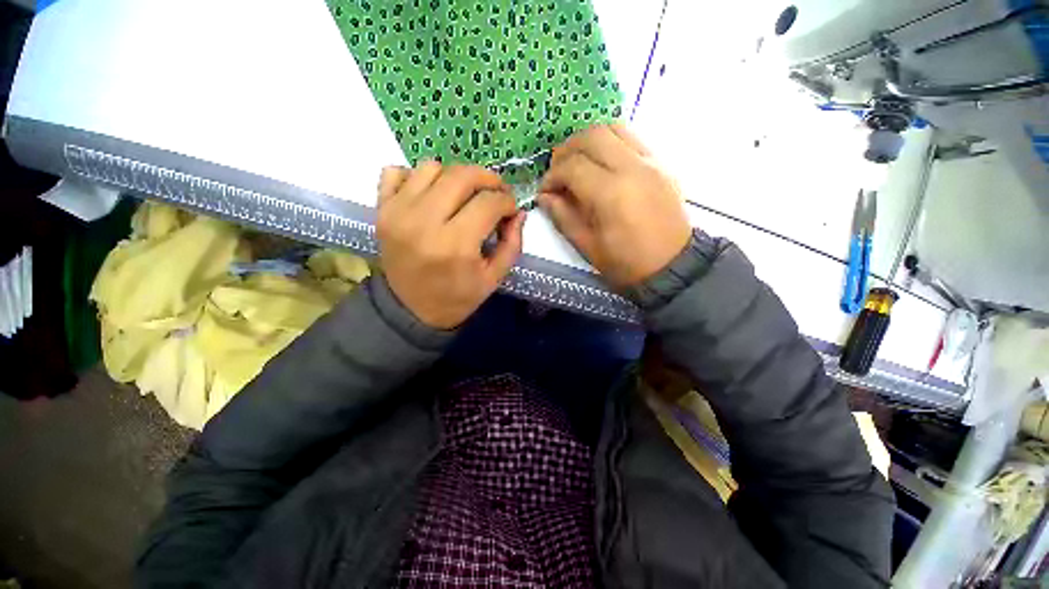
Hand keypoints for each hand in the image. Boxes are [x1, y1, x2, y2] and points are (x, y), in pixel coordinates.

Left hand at [376, 162, 524, 329]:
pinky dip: (416, 177)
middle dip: (487, 179)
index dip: (507, 201)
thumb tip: (518, 213)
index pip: (489, 203)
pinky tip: (430, 196)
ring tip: (463, 196)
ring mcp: (398, 212)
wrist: (410, 310)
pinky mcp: (381, 210)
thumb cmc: (456, 298)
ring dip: (455, 177)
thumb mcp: (493, 278)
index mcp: (456, 245)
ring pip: (431, 168)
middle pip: (461, 176)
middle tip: (495, 191)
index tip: (511, 209)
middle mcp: (424, 222)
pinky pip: (396, 171)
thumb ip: (511, 244)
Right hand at [538, 124, 691, 289]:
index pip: (573, 166)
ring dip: (588, 140)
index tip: (545, 191)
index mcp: (611, 194)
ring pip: (613, 128)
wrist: (673, 266)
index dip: (552, 176)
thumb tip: (544, 196)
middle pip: (592, 136)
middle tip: (558, 172)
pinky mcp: (661, 163)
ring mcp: (651, 161)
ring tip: (578, 163)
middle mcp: (632, 168)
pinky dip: (609, 142)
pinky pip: (631, 137)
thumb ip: (563, 217)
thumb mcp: (588, 246)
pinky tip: (601, 164)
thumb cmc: (626, 263)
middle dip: (566, 151)